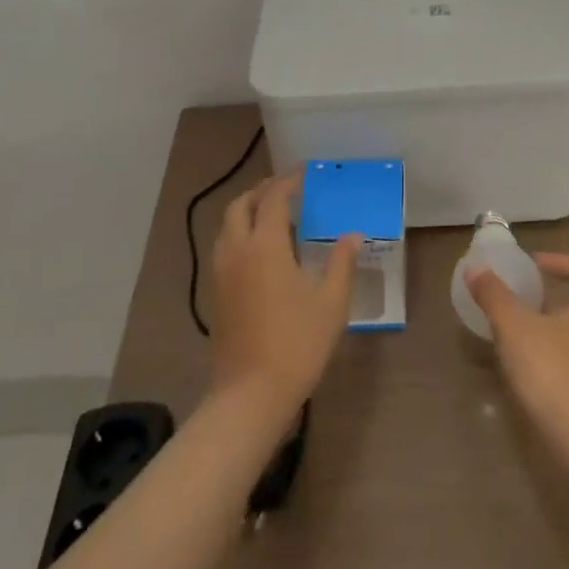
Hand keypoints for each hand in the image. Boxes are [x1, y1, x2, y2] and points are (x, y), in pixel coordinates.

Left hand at [208, 173, 359, 414]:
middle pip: (241, 205)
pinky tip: (262, 252)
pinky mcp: (216, 294)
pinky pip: (225, 247)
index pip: (273, 199)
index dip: (288, 181)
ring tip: (274, 217)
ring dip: (248, 211)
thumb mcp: (331, 303)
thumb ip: (341, 263)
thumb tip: (352, 235)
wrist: (249, 396)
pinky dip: (241, 234)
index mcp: (265, 245)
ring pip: (228, 226)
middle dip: (262, 191)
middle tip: (286, 190)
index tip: (304, 173)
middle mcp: (237, 250)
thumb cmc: (296, 344)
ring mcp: (221, 273)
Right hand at [467, 253, 568, 423]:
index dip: (559, 262)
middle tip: (527, 301)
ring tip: (529, 335)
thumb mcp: (514, 325)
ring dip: (561, 330)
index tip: (533, 267)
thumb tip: (475, 268)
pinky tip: (540, 369)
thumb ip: (494, 294)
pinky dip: (567, 358)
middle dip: (557, 299)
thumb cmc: (550, 368)